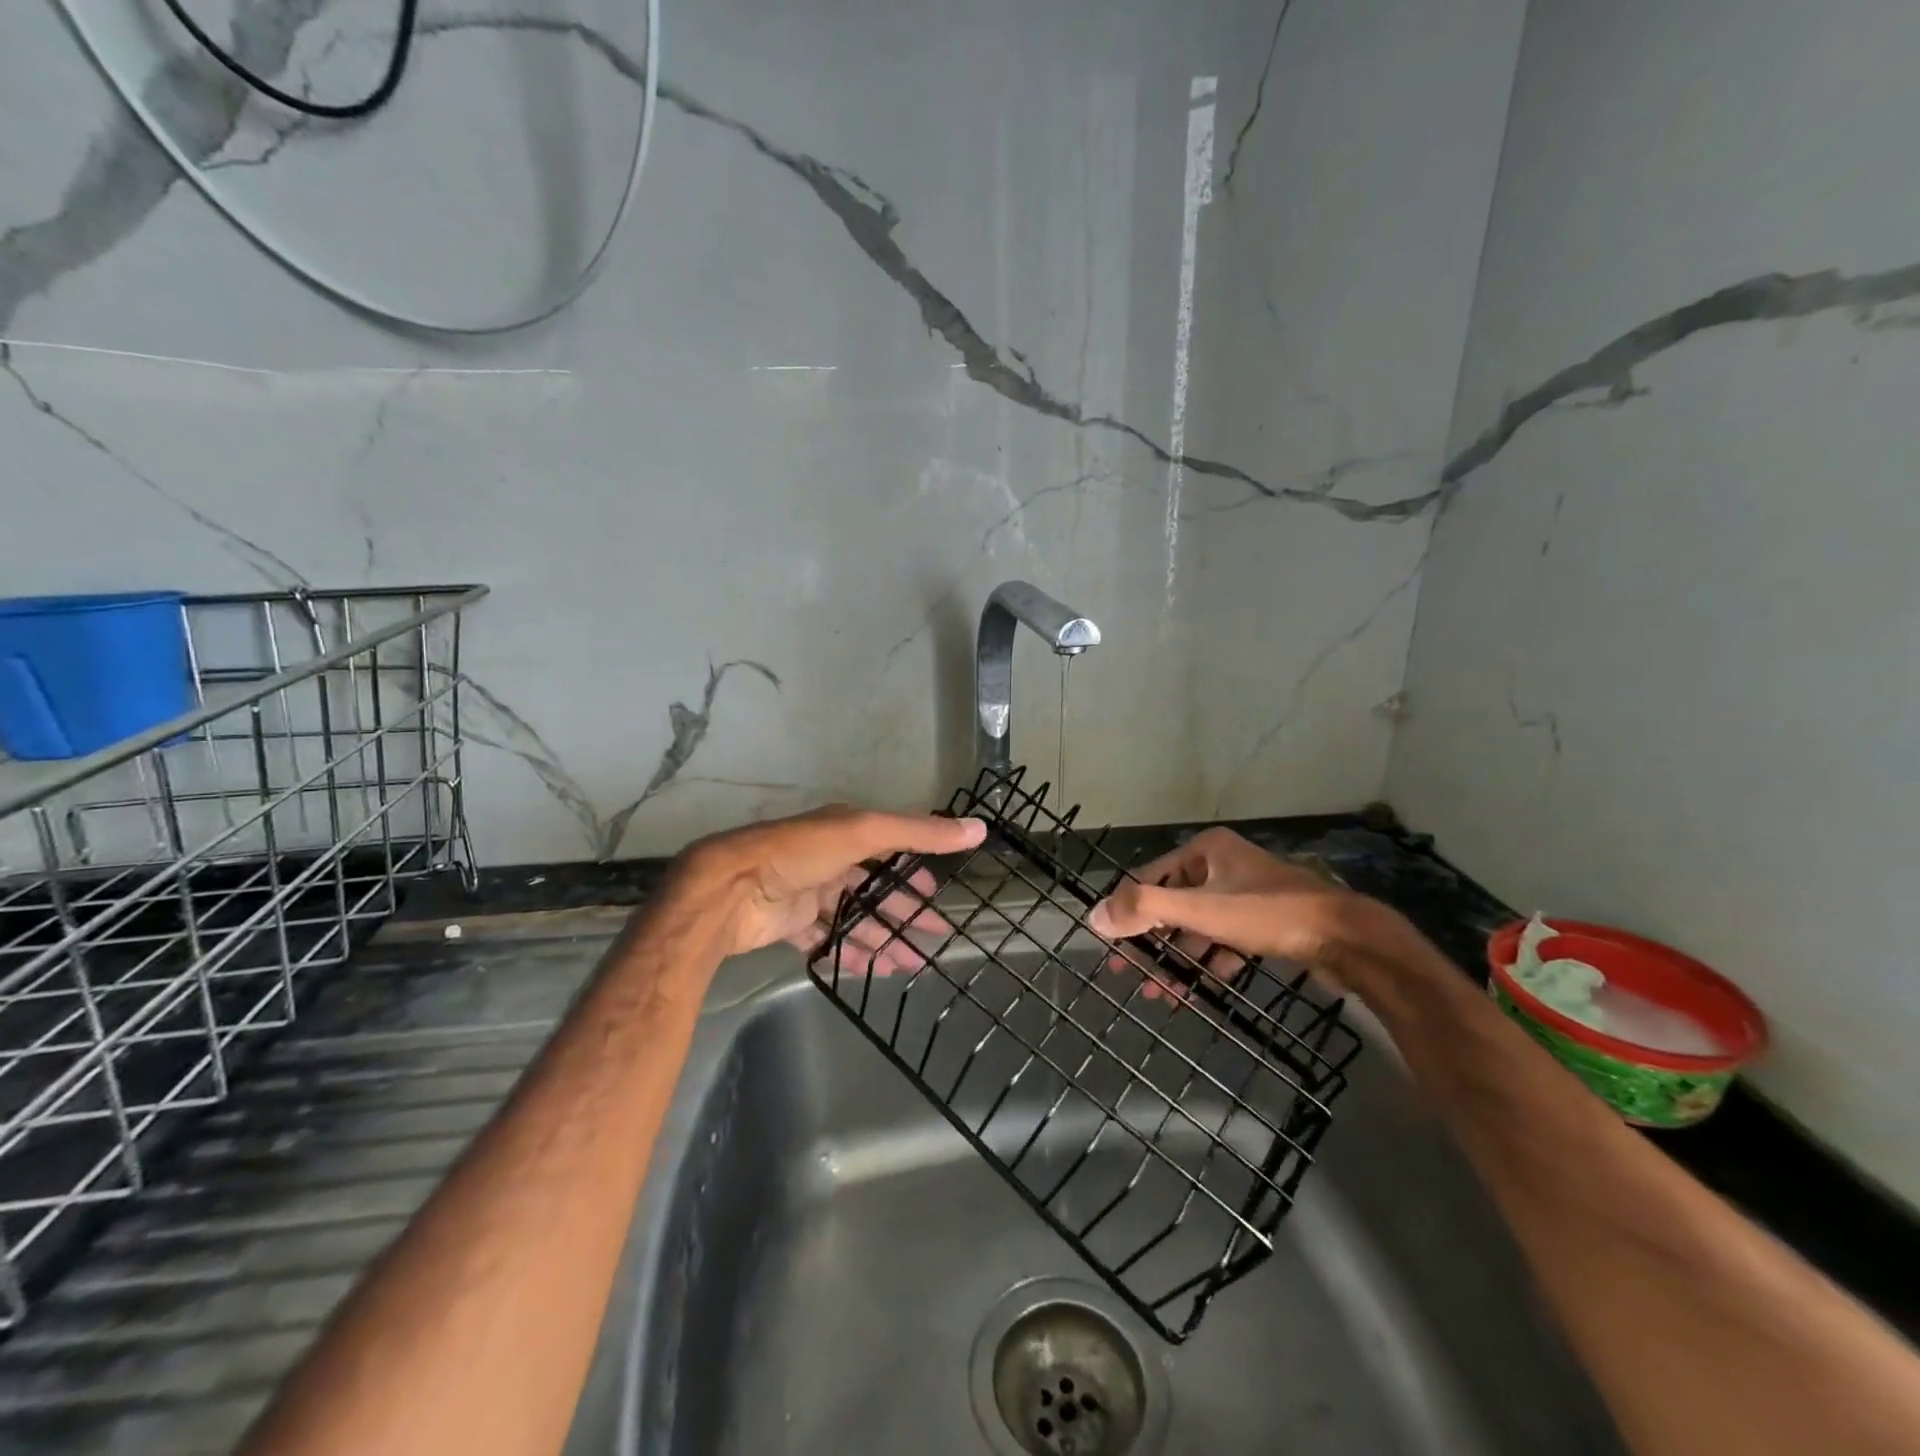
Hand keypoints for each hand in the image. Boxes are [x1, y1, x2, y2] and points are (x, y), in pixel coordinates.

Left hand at [681, 805, 985, 972]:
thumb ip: (919, 834)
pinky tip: (871, 972)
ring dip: (882, 940)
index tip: (939, 896)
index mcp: (846, 833)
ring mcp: (809, 893)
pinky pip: (827, 940)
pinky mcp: (790, 924)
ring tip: (911, 966)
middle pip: (876, 890)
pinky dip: (849, 954)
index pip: (891, 849)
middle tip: (935, 938)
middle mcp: (829, 860)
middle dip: (905, 914)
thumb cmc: (799, 853)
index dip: (916, 872)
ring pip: (854, 919)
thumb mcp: (864, 833)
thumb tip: (978, 829)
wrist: (728, 889)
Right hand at [1089, 827, 1356, 994]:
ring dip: (1179, 960)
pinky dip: (1210, 964)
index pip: (1150, 877)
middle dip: (1153, 943)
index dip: (1127, 911)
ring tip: (1162, 995)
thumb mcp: (1201, 909)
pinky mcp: (1267, 922)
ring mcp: (1248, 894)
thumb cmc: (1270, 914)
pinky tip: (1198, 991)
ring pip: (1199, 928)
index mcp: (1206, 850)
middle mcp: (1224, 865)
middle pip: (1174, 905)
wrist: (1350, 939)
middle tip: (1131, 976)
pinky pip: (1226, 942)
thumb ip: (1145, 910)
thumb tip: (1094, 917)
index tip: (1110, 947)